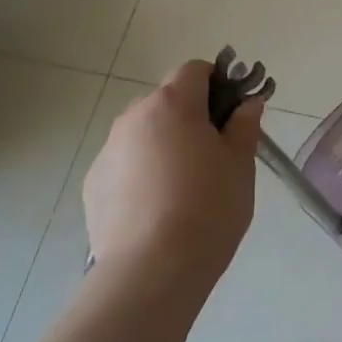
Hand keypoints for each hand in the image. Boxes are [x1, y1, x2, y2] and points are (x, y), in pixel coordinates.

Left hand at [83, 61, 262, 281]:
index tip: (232, 114)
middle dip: (190, 116)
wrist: (152, 272)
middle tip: (214, 153)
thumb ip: (245, 125)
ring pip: (144, 133)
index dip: (218, 84)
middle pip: (167, 100)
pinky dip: (142, 173)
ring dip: (164, 144)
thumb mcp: (240, 163)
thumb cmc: (208, 207)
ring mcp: (108, 152)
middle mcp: (133, 118)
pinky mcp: (93, 186)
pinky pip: (125, 164)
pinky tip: (158, 209)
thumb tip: (247, 103)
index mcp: (172, 104)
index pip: (194, 70)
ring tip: (184, 187)